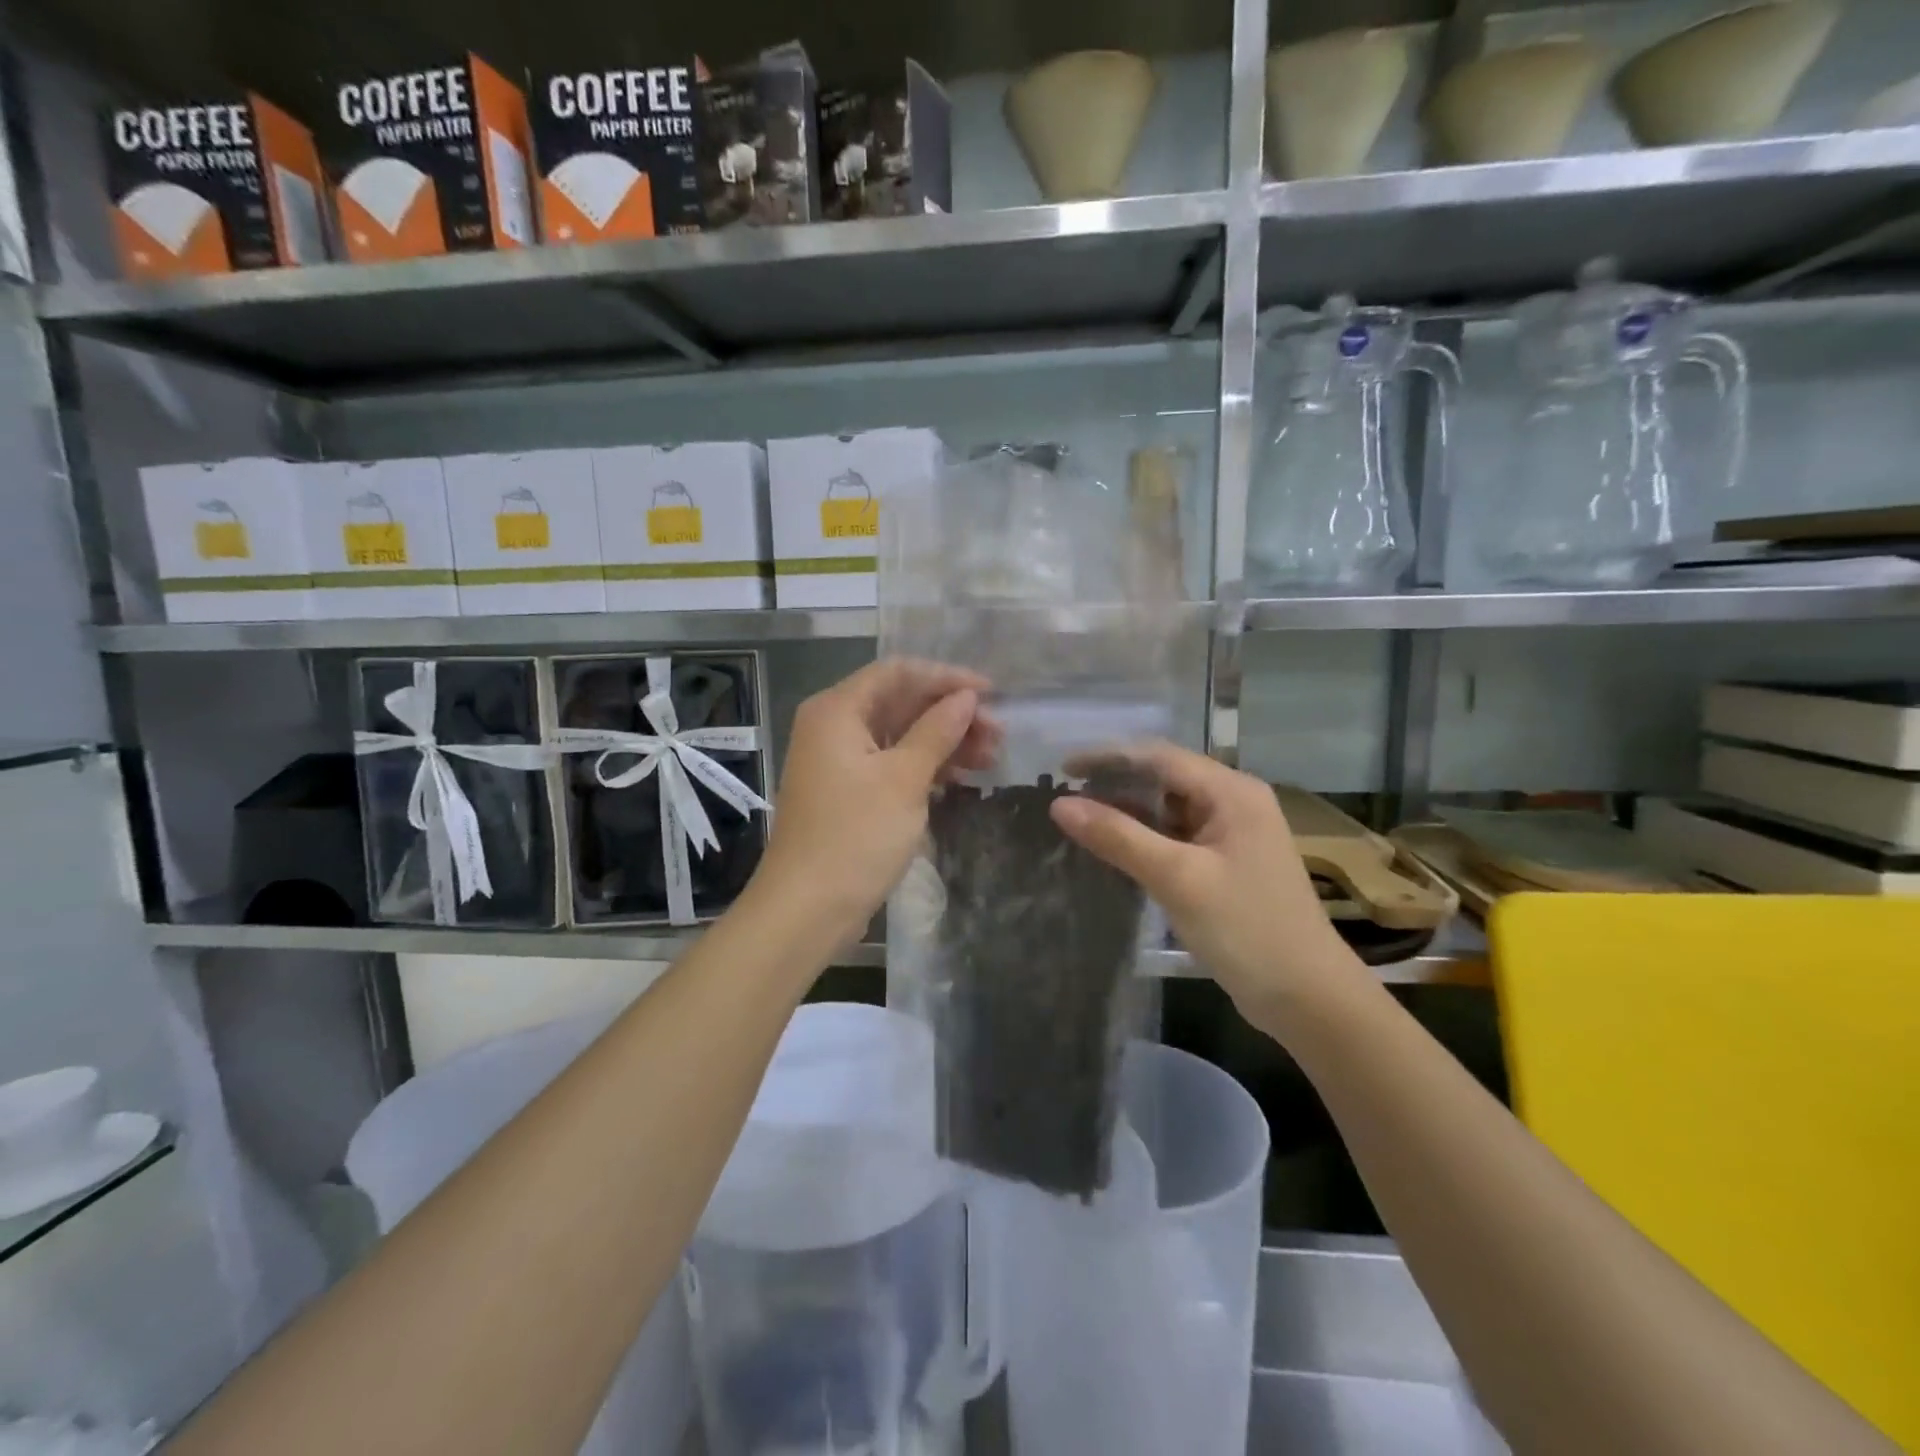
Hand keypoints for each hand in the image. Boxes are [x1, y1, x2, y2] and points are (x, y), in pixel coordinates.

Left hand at [754, 658, 996, 943]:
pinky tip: (961, 777)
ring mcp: (839, 761)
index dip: (947, 677)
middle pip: (900, 703)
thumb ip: (937, 731)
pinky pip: (892, 763)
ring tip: (990, 757)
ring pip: (899, 735)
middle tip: (997, 734)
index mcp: (837, 710)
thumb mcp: (904, 779)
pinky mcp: (849, 792)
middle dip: (950, 713)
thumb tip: (966, 697)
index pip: (898, 672)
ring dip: (944, 741)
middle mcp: (833, 726)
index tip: (992, 693)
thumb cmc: (855, 836)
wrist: (807, 910)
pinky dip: (925, 766)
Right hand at [1050, 741, 1360, 1016]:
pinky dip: (1142, 839)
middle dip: (1114, 784)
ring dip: (1126, 812)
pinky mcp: (1224, 865)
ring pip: (1167, 810)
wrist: (1308, 998)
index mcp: (1232, 792)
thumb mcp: (1177, 878)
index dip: (1107, 757)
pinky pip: (1174, 838)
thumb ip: (1118, 837)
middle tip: (1064, 797)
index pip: (1159, 756)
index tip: (1061, 769)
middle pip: (1164, 778)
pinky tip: (1112, 848)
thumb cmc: (1247, 929)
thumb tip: (1060, 805)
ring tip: (1077, 820)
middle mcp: (1233, 803)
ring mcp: (1230, 835)